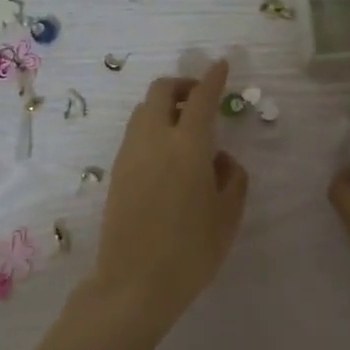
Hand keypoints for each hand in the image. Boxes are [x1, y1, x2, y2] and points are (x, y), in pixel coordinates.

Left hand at [92, 59, 248, 329]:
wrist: (135, 283)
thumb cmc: (192, 251)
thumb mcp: (228, 216)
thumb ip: (233, 178)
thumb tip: (222, 159)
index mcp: (187, 145)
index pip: (200, 98)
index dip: (213, 78)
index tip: (222, 65)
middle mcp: (153, 139)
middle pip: (161, 92)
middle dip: (182, 85)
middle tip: (201, 99)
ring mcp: (129, 154)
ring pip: (143, 111)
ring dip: (164, 106)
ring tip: (186, 129)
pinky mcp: (116, 172)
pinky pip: (135, 134)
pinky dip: (152, 127)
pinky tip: (168, 154)